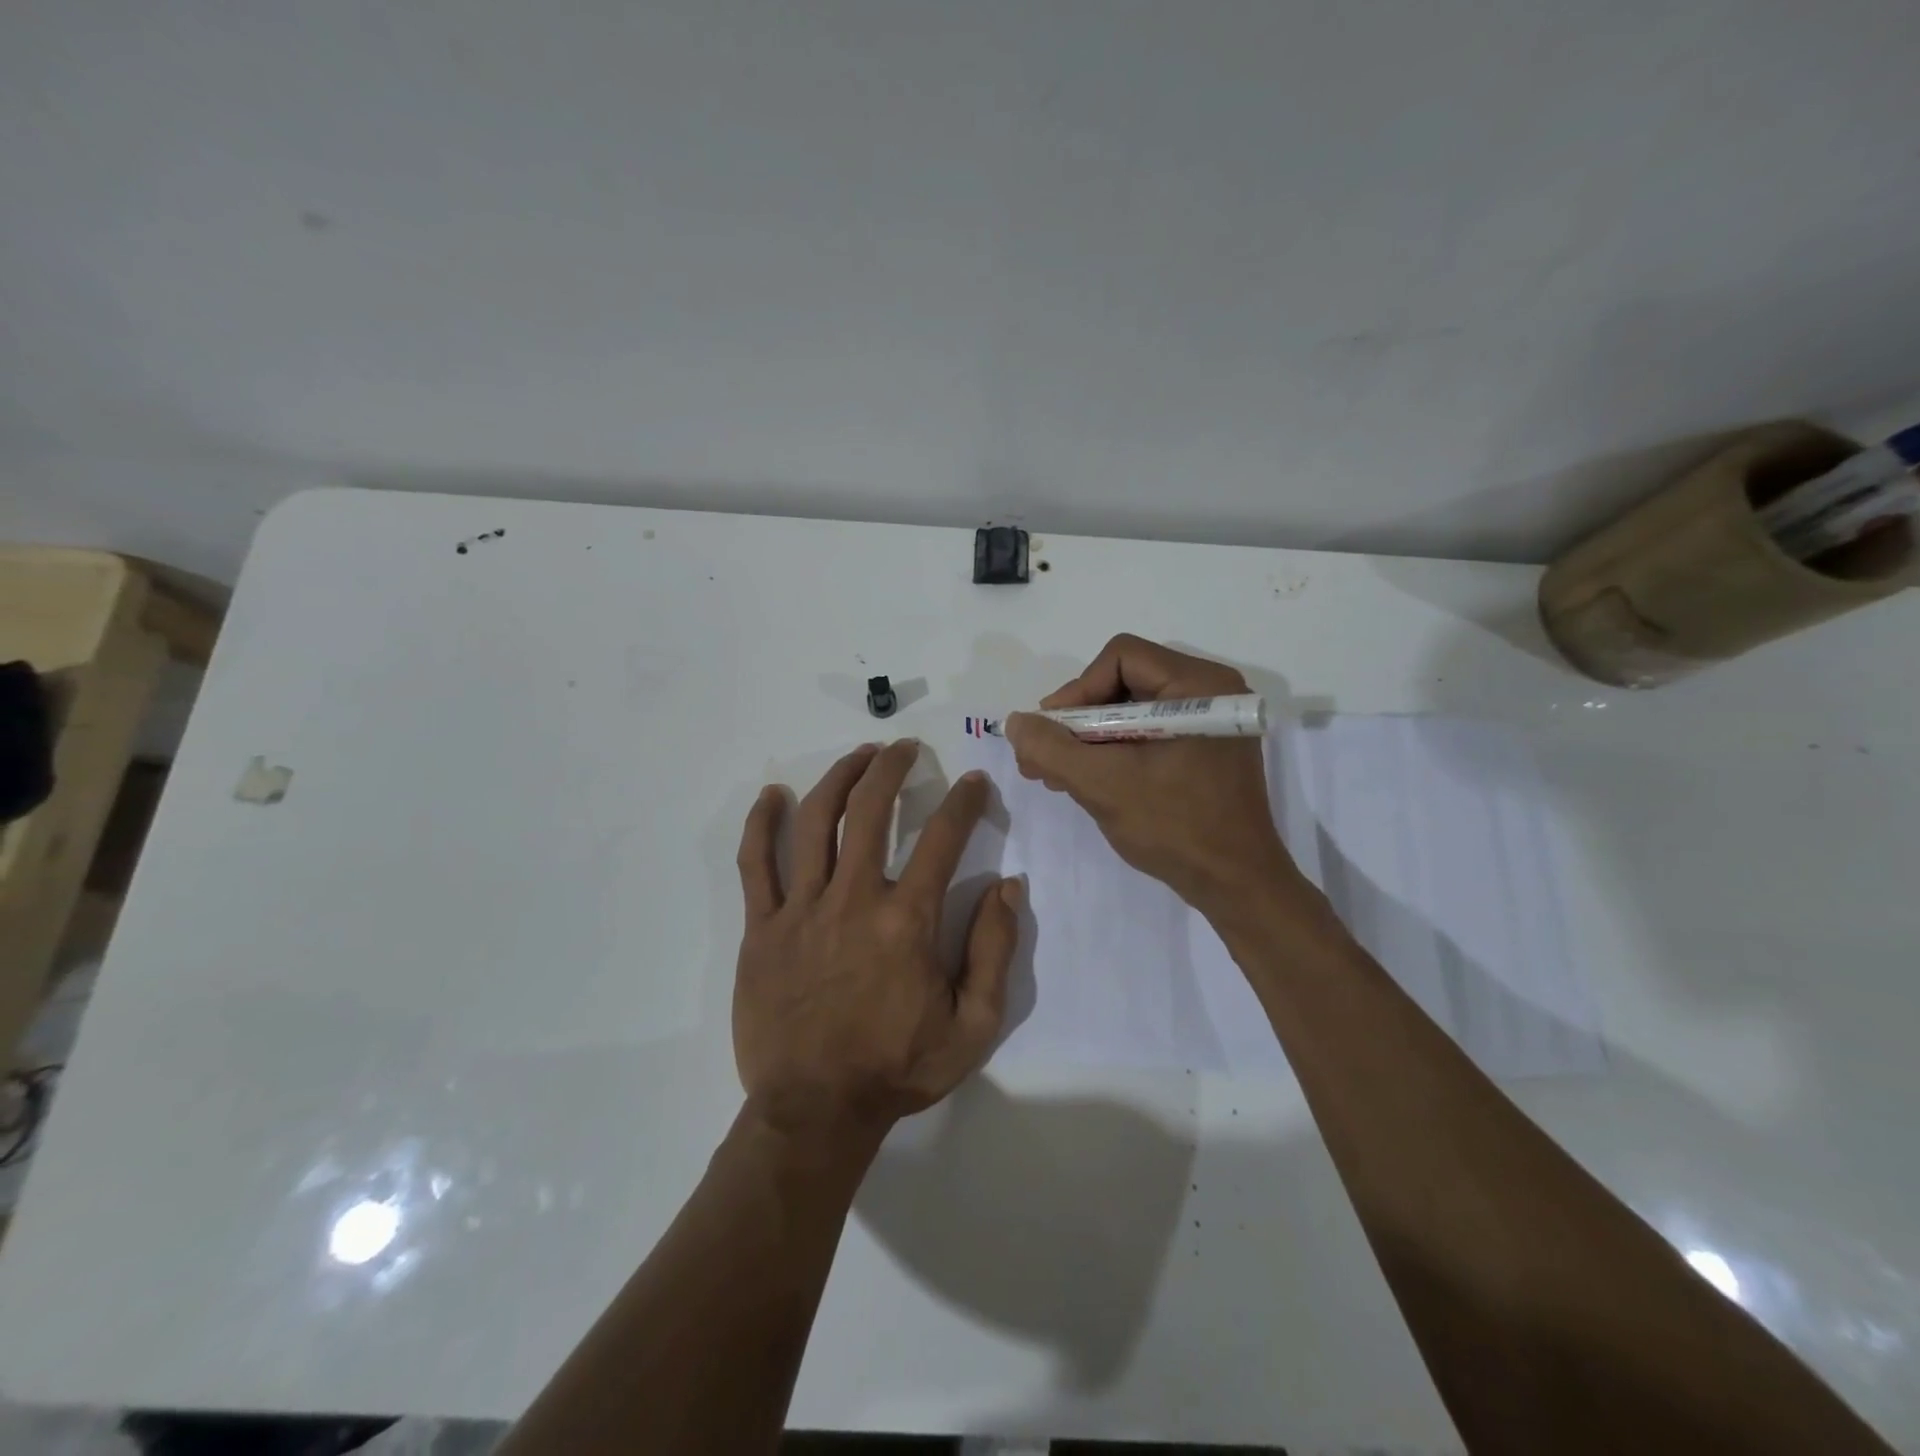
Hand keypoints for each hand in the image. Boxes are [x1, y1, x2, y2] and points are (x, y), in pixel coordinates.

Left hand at [733, 740, 1021, 1142]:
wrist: (815, 1111)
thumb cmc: (898, 1068)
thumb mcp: (973, 1025)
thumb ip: (995, 951)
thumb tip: (1008, 885)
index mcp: (907, 921)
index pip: (943, 839)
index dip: (963, 802)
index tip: (973, 783)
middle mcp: (853, 899)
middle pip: (871, 810)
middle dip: (892, 768)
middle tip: (904, 749)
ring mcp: (801, 910)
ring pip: (815, 822)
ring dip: (839, 778)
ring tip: (858, 755)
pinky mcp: (760, 928)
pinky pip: (754, 864)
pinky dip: (760, 823)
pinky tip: (772, 795)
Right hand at [1004, 634, 1302, 912]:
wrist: (1236, 885)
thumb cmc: (1175, 827)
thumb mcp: (1103, 784)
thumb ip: (1052, 748)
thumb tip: (1016, 722)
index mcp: (1199, 686)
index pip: (1121, 658)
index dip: (1077, 690)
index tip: (1053, 732)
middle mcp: (1210, 692)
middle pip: (1124, 682)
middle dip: (1077, 720)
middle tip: (1042, 756)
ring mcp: (1209, 723)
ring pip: (1131, 710)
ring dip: (1089, 739)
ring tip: (1054, 774)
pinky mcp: (1204, 749)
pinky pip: (1148, 733)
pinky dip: (1113, 751)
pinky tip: (1084, 780)